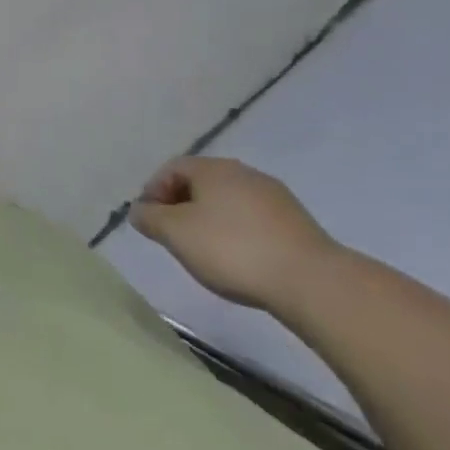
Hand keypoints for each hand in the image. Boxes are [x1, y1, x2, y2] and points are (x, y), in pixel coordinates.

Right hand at [128, 157, 336, 310]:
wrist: (312, 281)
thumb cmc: (232, 250)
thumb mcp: (176, 234)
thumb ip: (150, 218)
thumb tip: (138, 209)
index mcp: (212, 168)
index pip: (172, 168)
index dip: (154, 191)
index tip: (150, 221)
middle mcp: (243, 172)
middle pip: (201, 182)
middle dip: (182, 205)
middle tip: (174, 236)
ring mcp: (274, 196)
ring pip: (229, 201)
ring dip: (211, 219)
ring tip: (207, 251)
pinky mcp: (297, 222)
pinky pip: (254, 219)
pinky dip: (238, 232)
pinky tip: (241, 259)